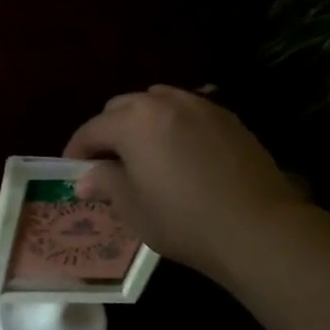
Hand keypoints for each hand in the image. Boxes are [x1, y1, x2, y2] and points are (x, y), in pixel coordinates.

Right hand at [65, 86, 307, 282]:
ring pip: (157, 102)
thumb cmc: (183, 219)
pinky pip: (188, 112)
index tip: (72, 170)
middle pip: (123, 107)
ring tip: (143, 152)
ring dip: (141, 122)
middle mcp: (164, 102)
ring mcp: (200, 106)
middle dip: (108, 131)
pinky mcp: (228, 119)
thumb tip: (86, 177)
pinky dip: (173, 125)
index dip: (77, 150)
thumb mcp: (132, 207)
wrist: (257, 227)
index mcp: (133, 121)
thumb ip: (105, 183)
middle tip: (106, 162)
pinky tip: (179, 152)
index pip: (92, 129)